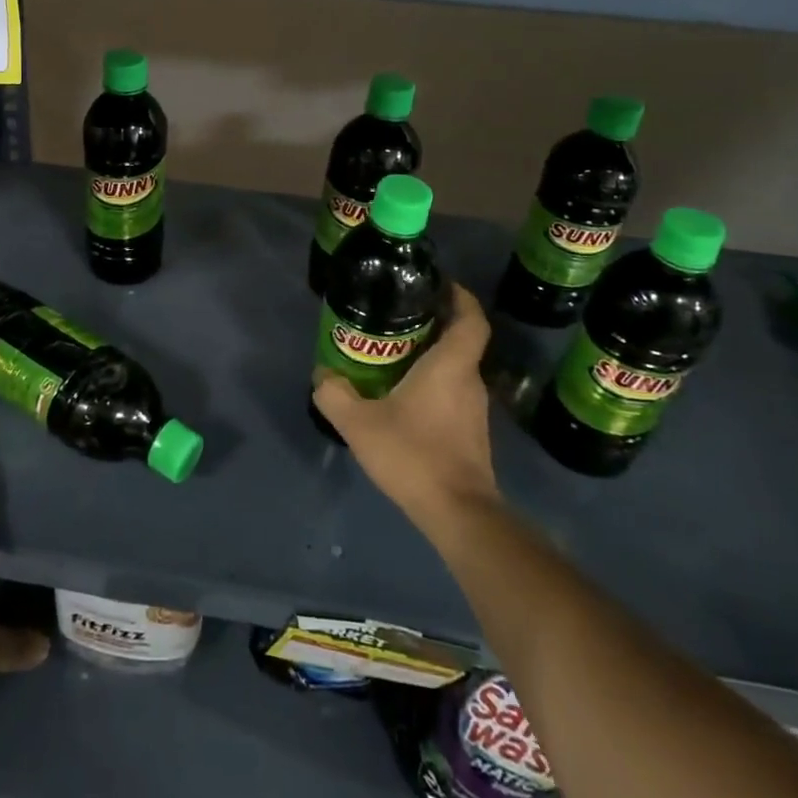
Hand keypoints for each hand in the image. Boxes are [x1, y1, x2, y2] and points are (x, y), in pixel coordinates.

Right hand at [313, 284, 499, 529]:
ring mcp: (474, 410)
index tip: (439, 283)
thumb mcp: (359, 423)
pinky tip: (402, 396)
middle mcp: (469, 381)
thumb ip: (335, 394)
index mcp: (451, 366)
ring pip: (455, 369)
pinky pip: (452, 393)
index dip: (460, 296)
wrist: (458, 514)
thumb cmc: (414, 455)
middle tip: (398, 316)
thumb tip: (322, 375)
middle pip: (459, 340)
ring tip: (393, 353)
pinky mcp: (471, 434)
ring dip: (431, 356)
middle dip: (433, 324)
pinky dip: (432, 384)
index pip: (470, 318)